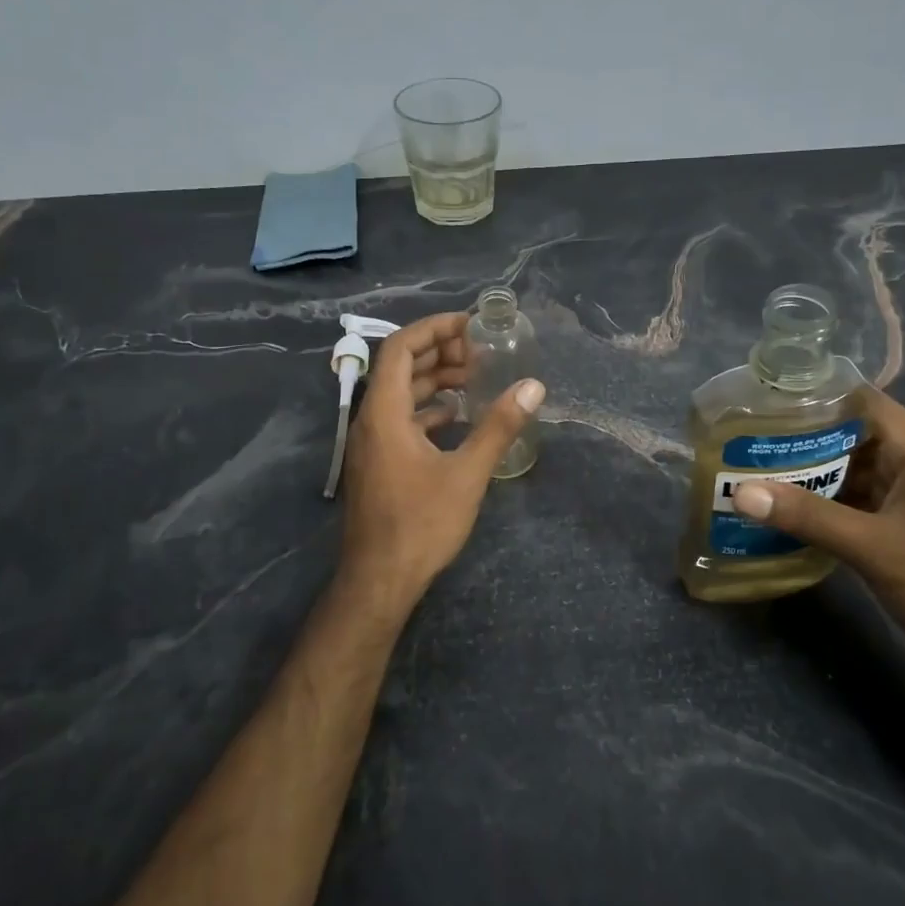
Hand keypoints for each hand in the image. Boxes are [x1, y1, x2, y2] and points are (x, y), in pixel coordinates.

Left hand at [338, 311, 543, 612]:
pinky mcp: (377, 464)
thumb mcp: (467, 473)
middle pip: (398, 367)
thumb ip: (498, 427)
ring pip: (399, 395)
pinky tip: (455, 417)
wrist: (379, 580)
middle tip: (478, 352)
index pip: (399, 348)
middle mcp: (371, 420)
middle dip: (437, 352)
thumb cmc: (421, 524)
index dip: (433, 329)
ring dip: (432, 380)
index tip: (468, 325)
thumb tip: (533, 387)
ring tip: (473, 378)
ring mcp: (371, 444)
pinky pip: (399, 420)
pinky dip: (426, 409)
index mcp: (384, 413)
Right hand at [731, 389, 904, 666]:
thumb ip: (808, 517)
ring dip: (808, 474)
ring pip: (850, 467)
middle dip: (796, 440)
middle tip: (742, 448)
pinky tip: (787, 513)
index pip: (853, 398)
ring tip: (752, 476)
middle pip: (847, 432)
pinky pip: (860, 496)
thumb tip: (740, 493)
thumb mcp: (874, 548)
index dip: (806, 399)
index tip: (757, 409)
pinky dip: (826, 501)